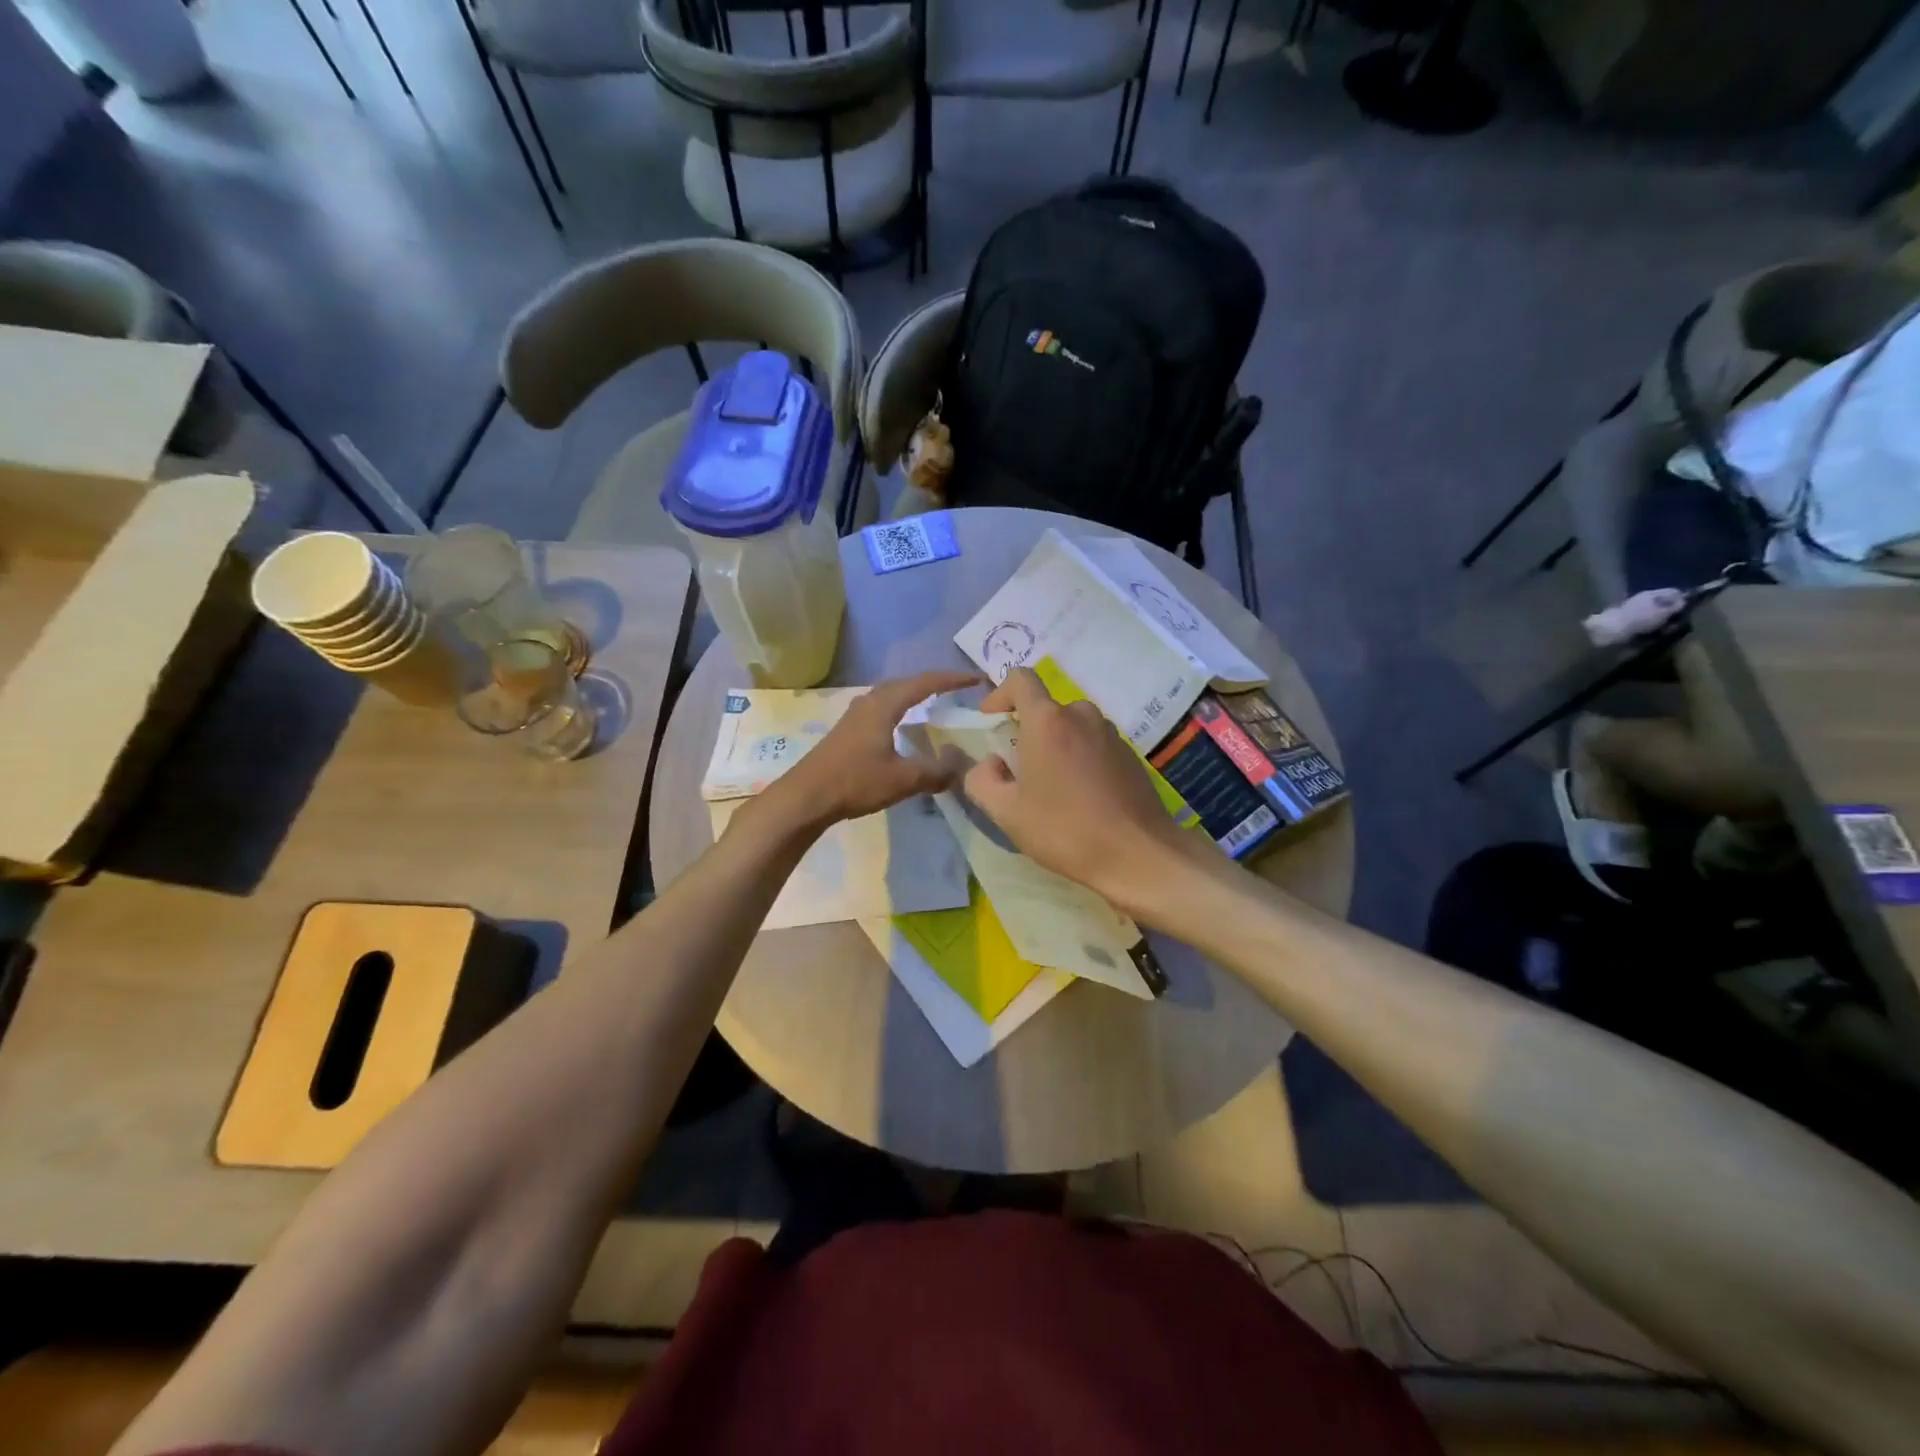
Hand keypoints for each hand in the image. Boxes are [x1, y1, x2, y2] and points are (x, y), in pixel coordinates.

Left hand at [759, 670, 984, 831]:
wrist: (806, 797)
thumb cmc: (855, 782)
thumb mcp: (903, 779)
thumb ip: (936, 771)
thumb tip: (963, 763)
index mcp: (884, 705)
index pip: (925, 683)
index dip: (953, 680)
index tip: (977, 680)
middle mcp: (870, 701)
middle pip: (907, 682)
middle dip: (934, 682)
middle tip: (959, 687)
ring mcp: (855, 714)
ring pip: (892, 694)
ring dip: (915, 693)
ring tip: (936, 700)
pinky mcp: (848, 729)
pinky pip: (882, 707)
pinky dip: (901, 707)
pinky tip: (904, 724)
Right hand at [962, 668, 1204, 913]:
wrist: (1138, 854)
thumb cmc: (1065, 830)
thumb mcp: (1007, 813)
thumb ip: (981, 780)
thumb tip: (988, 764)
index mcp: (1048, 721)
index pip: (1020, 680)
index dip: (999, 694)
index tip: (991, 721)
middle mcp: (1082, 716)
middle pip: (1047, 708)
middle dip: (1029, 731)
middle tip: (1020, 769)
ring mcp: (1111, 734)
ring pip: (1073, 727)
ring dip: (1057, 746)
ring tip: (1053, 786)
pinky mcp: (1130, 755)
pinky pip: (1095, 745)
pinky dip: (1081, 759)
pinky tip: (1082, 797)